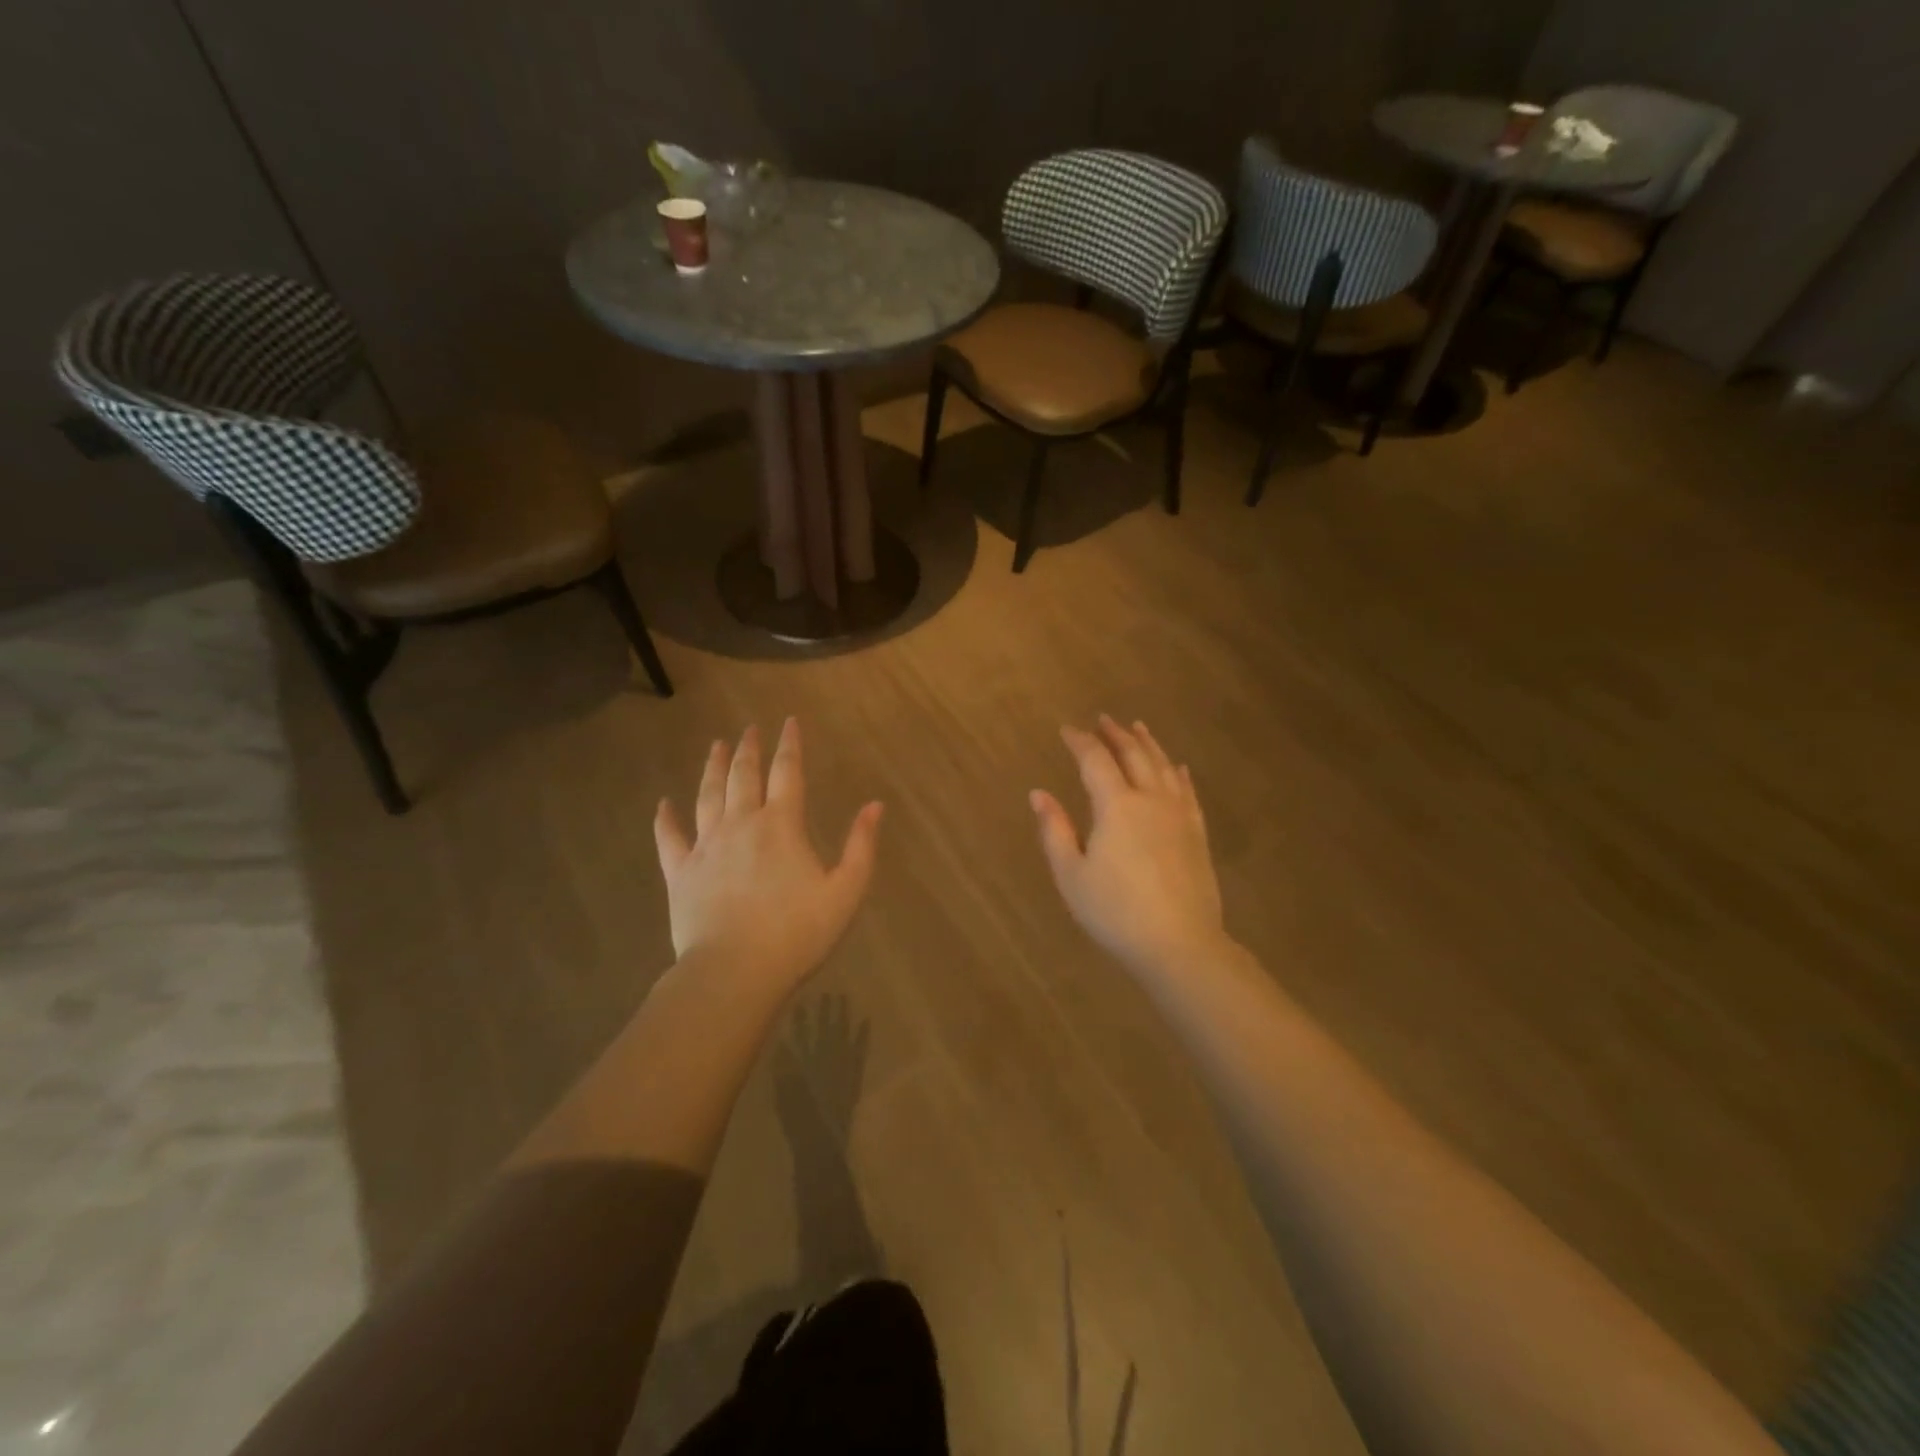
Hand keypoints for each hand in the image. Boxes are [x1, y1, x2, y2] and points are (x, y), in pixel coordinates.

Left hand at [655, 720, 882, 992]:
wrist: (734, 972)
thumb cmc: (797, 933)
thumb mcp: (845, 891)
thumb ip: (861, 846)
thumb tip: (874, 805)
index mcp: (782, 825)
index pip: (788, 772)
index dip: (790, 745)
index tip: (788, 722)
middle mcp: (741, 824)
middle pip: (743, 776)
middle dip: (748, 749)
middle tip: (748, 729)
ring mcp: (706, 846)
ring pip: (707, 795)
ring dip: (712, 768)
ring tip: (715, 746)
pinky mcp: (680, 872)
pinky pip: (670, 837)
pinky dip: (666, 818)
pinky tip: (664, 803)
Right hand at [1031, 716, 1226, 976]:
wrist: (1180, 944)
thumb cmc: (1115, 912)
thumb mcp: (1071, 875)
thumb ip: (1055, 830)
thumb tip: (1038, 794)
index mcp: (1116, 806)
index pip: (1095, 760)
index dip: (1080, 741)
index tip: (1067, 730)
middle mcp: (1150, 799)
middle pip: (1133, 754)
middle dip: (1115, 734)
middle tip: (1103, 719)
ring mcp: (1178, 815)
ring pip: (1163, 766)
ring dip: (1148, 744)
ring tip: (1138, 728)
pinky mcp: (1196, 833)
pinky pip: (1187, 791)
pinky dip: (1178, 773)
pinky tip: (1177, 767)